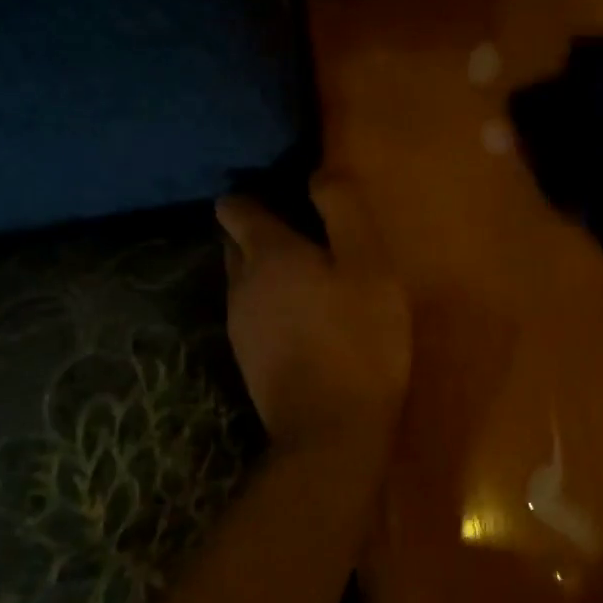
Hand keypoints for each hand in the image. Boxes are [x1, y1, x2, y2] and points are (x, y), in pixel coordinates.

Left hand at [215, 178, 411, 461]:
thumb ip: (341, 209)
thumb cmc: (359, 336)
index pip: (235, 208)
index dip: (252, 196)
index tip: (281, 194)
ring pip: (244, 281)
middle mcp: (240, 284)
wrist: (331, 432)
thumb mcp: (368, 262)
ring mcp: (239, 326)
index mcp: (266, 253)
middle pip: (235, 244)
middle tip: (303, 233)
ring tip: (309, 276)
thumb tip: (317, 171)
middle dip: (259, 232)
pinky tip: (305, 318)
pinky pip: (254, 314)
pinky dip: (272, 305)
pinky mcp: (248, 359)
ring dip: (267, 271)